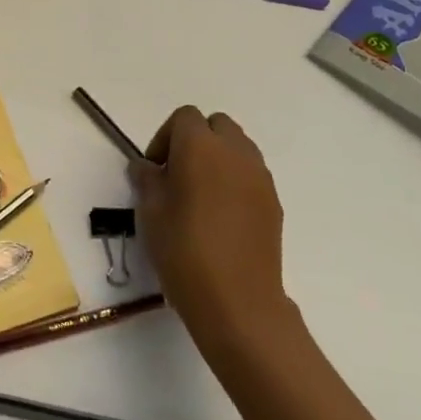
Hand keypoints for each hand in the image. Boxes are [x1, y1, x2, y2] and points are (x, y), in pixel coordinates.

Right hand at [131, 106, 294, 365]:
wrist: (238, 302)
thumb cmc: (184, 251)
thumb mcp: (151, 212)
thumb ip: (147, 179)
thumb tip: (146, 166)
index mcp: (201, 147)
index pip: (185, 117)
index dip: (165, 137)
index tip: (155, 169)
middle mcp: (235, 152)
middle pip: (216, 125)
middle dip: (195, 140)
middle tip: (177, 175)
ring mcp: (260, 176)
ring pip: (238, 147)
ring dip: (217, 158)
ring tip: (199, 195)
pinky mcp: (274, 201)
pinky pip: (251, 174)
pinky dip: (234, 180)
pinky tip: (220, 216)